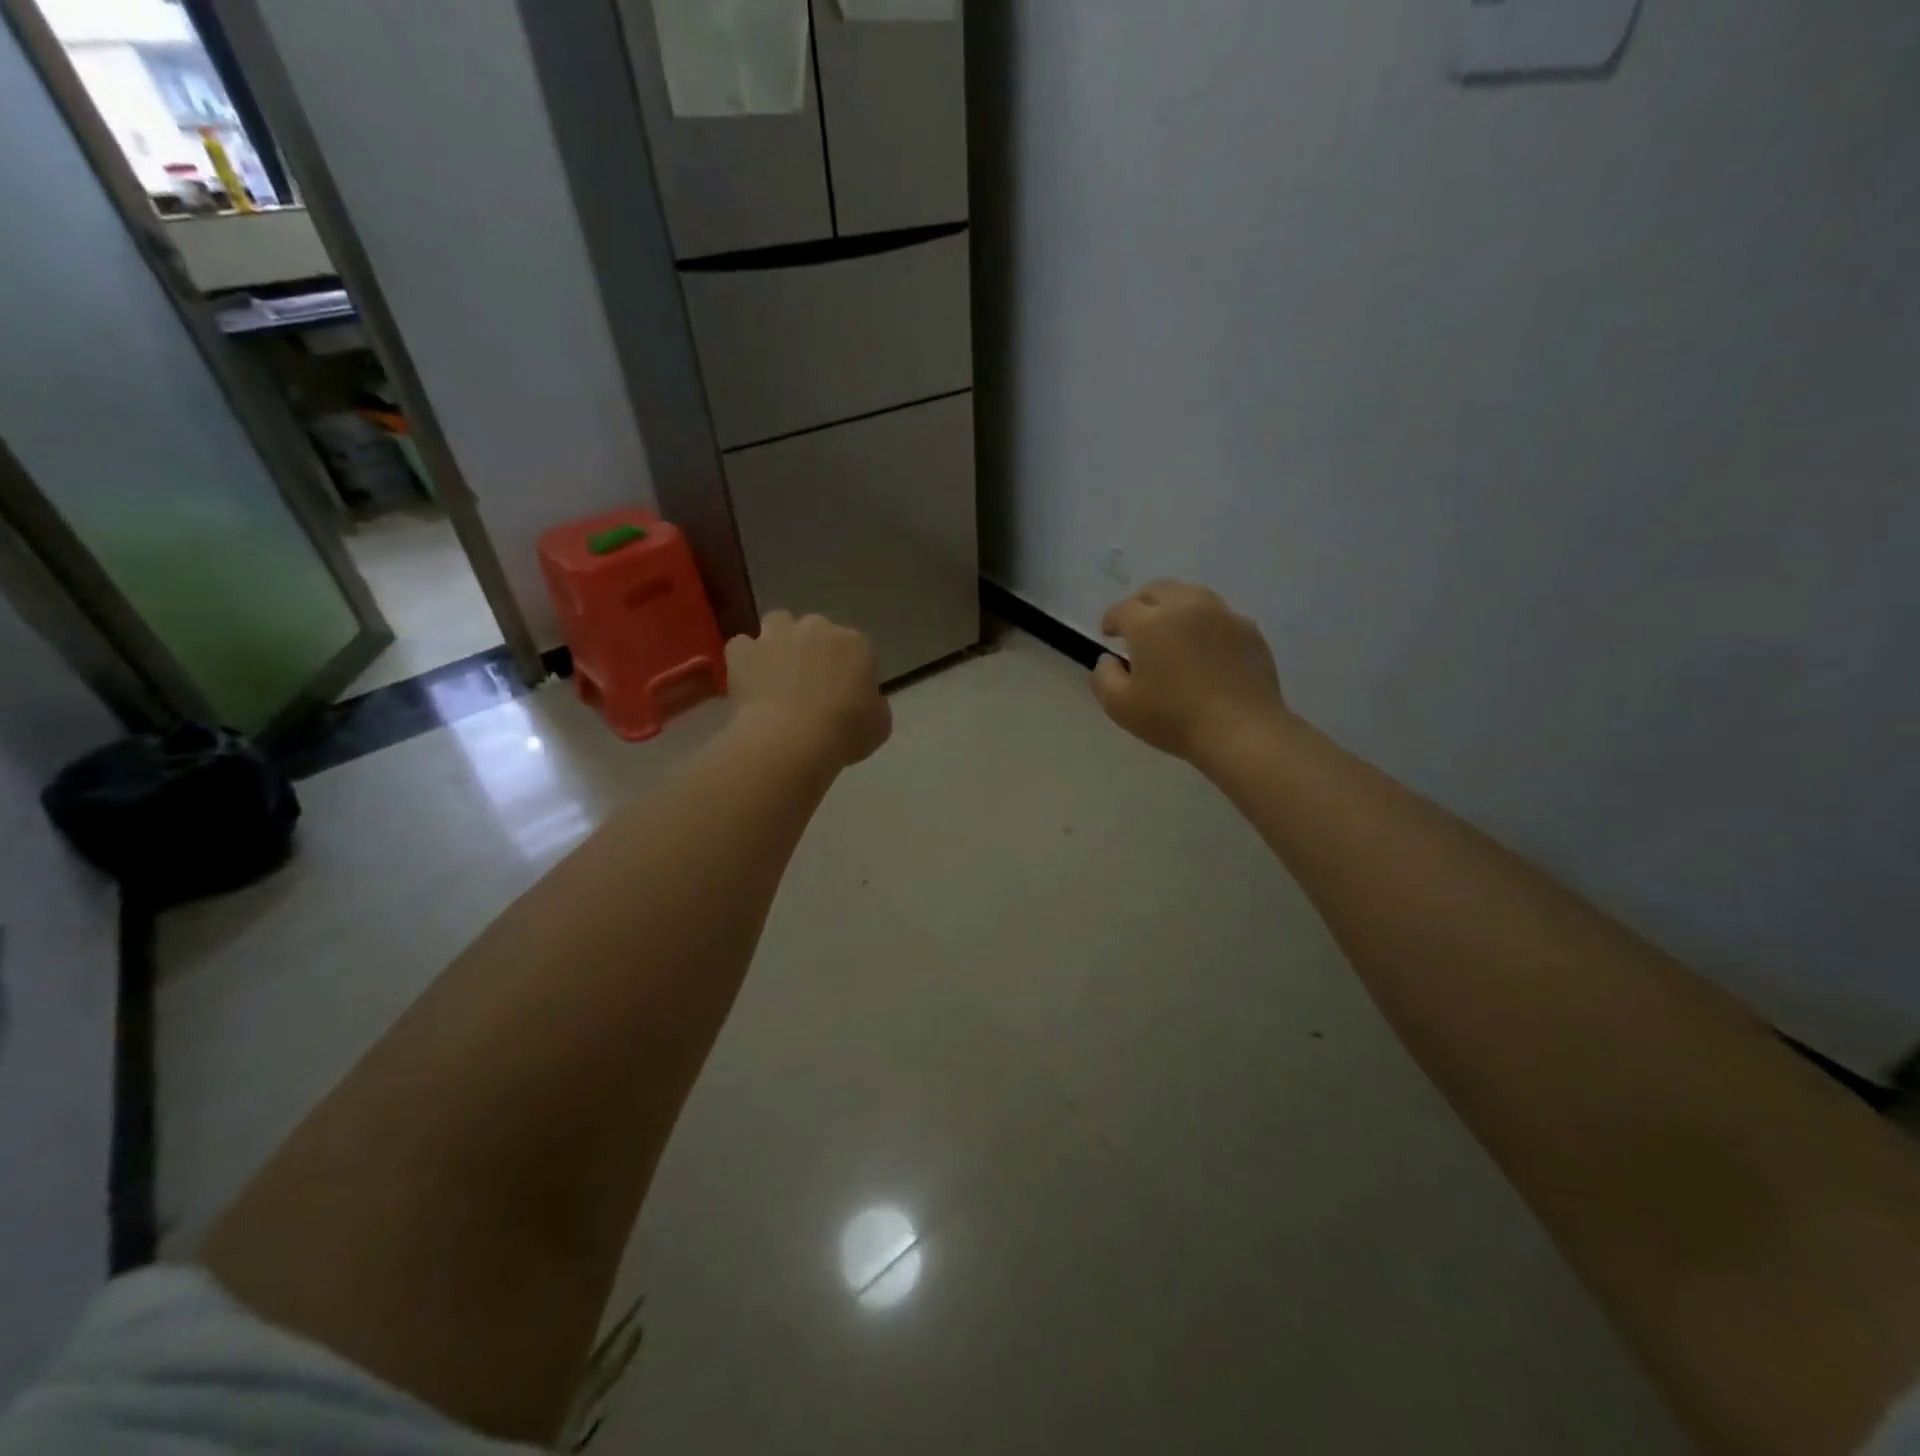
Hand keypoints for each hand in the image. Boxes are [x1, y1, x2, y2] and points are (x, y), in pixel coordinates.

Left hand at [727, 610, 892, 767]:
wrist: (793, 739)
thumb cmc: (845, 732)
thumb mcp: (879, 724)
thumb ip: (873, 704)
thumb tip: (863, 701)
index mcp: (856, 644)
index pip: (856, 648)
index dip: (849, 670)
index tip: (845, 694)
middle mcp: (817, 628)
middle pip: (817, 629)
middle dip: (814, 649)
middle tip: (810, 683)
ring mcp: (777, 635)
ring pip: (778, 623)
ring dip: (778, 641)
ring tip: (777, 672)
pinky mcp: (744, 651)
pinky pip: (742, 646)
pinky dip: (745, 659)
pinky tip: (749, 680)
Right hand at [1091, 580, 1287, 761]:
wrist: (1242, 732)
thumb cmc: (1173, 719)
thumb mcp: (1119, 706)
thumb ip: (1103, 676)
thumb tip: (1108, 659)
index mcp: (1150, 622)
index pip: (1122, 609)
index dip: (1111, 620)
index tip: (1108, 635)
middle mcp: (1185, 606)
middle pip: (1158, 590)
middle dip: (1142, 604)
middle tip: (1138, 627)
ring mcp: (1222, 614)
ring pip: (1191, 595)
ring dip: (1174, 608)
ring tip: (1172, 632)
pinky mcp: (1249, 630)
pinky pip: (1219, 615)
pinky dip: (1204, 624)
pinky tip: (1204, 649)